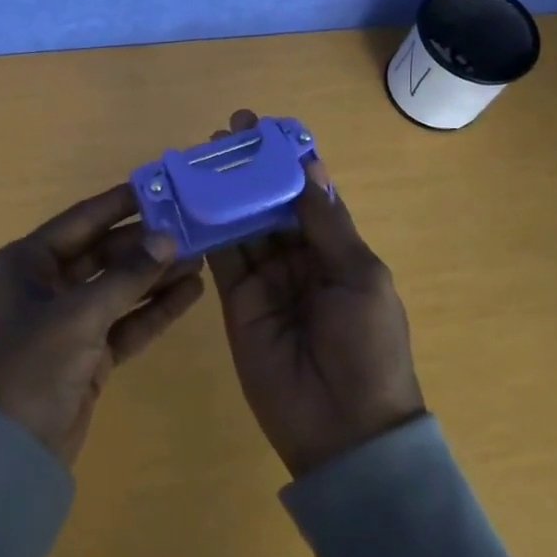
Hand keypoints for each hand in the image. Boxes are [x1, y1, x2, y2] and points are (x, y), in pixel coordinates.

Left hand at [0, 184, 205, 466]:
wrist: (7, 454)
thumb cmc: (32, 365)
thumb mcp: (79, 314)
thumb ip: (126, 275)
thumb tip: (167, 239)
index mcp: (25, 262)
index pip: (80, 220)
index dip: (119, 203)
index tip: (159, 187)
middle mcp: (43, 284)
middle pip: (102, 254)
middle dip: (145, 245)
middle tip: (191, 228)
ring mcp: (66, 321)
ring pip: (117, 288)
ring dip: (154, 276)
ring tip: (201, 257)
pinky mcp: (85, 354)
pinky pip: (123, 322)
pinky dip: (153, 311)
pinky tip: (190, 294)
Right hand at [206, 110, 426, 478]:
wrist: (344, 430)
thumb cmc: (367, 346)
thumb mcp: (359, 277)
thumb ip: (327, 225)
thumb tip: (309, 166)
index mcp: (337, 248)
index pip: (307, 192)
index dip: (287, 159)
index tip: (263, 126)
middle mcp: (299, 257)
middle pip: (269, 202)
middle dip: (248, 169)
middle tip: (222, 134)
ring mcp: (265, 279)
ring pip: (241, 223)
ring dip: (224, 191)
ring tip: (200, 158)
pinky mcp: (236, 301)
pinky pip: (220, 257)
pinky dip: (205, 229)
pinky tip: (189, 200)